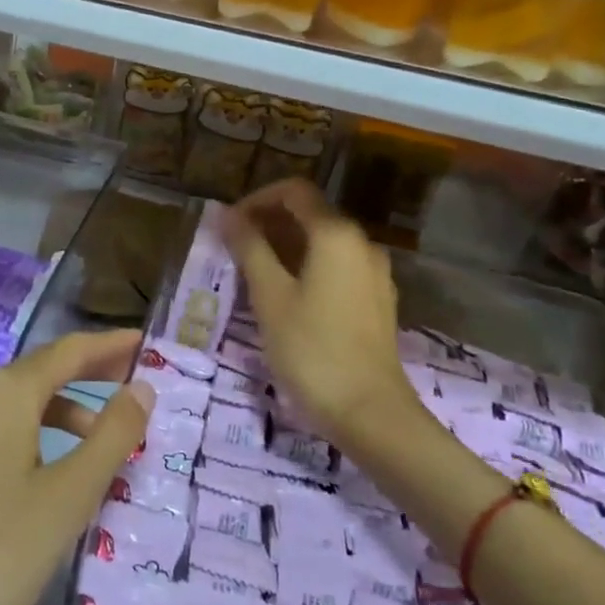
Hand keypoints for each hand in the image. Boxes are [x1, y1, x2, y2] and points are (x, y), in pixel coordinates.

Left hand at [0, 330, 151, 604]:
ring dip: (55, 415)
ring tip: (90, 449)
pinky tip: (28, 478)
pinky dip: (20, 439)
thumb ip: (111, 438)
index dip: (109, 346)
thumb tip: (141, 387)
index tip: (143, 342)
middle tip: (128, 389)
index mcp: (4, 394)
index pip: (69, 351)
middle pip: (37, 374)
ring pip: (8, 408)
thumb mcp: (67, 498)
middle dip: (85, 378)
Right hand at [222, 179, 415, 456]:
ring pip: (324, 242)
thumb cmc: (312, 349)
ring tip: (254, 274)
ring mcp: (375, 272)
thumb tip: (227, 215)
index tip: (230, 224)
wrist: (370, 412)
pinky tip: (287, 296)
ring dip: (287, 247)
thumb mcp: (270, 296)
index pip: (294, 191)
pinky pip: (338, 266)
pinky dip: (309, 267)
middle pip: (311, 214)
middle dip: (270, 223)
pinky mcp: (377, 299)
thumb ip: (249, 248)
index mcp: (336, 234)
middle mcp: (361, 243)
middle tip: (235, 249)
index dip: (257, 199)